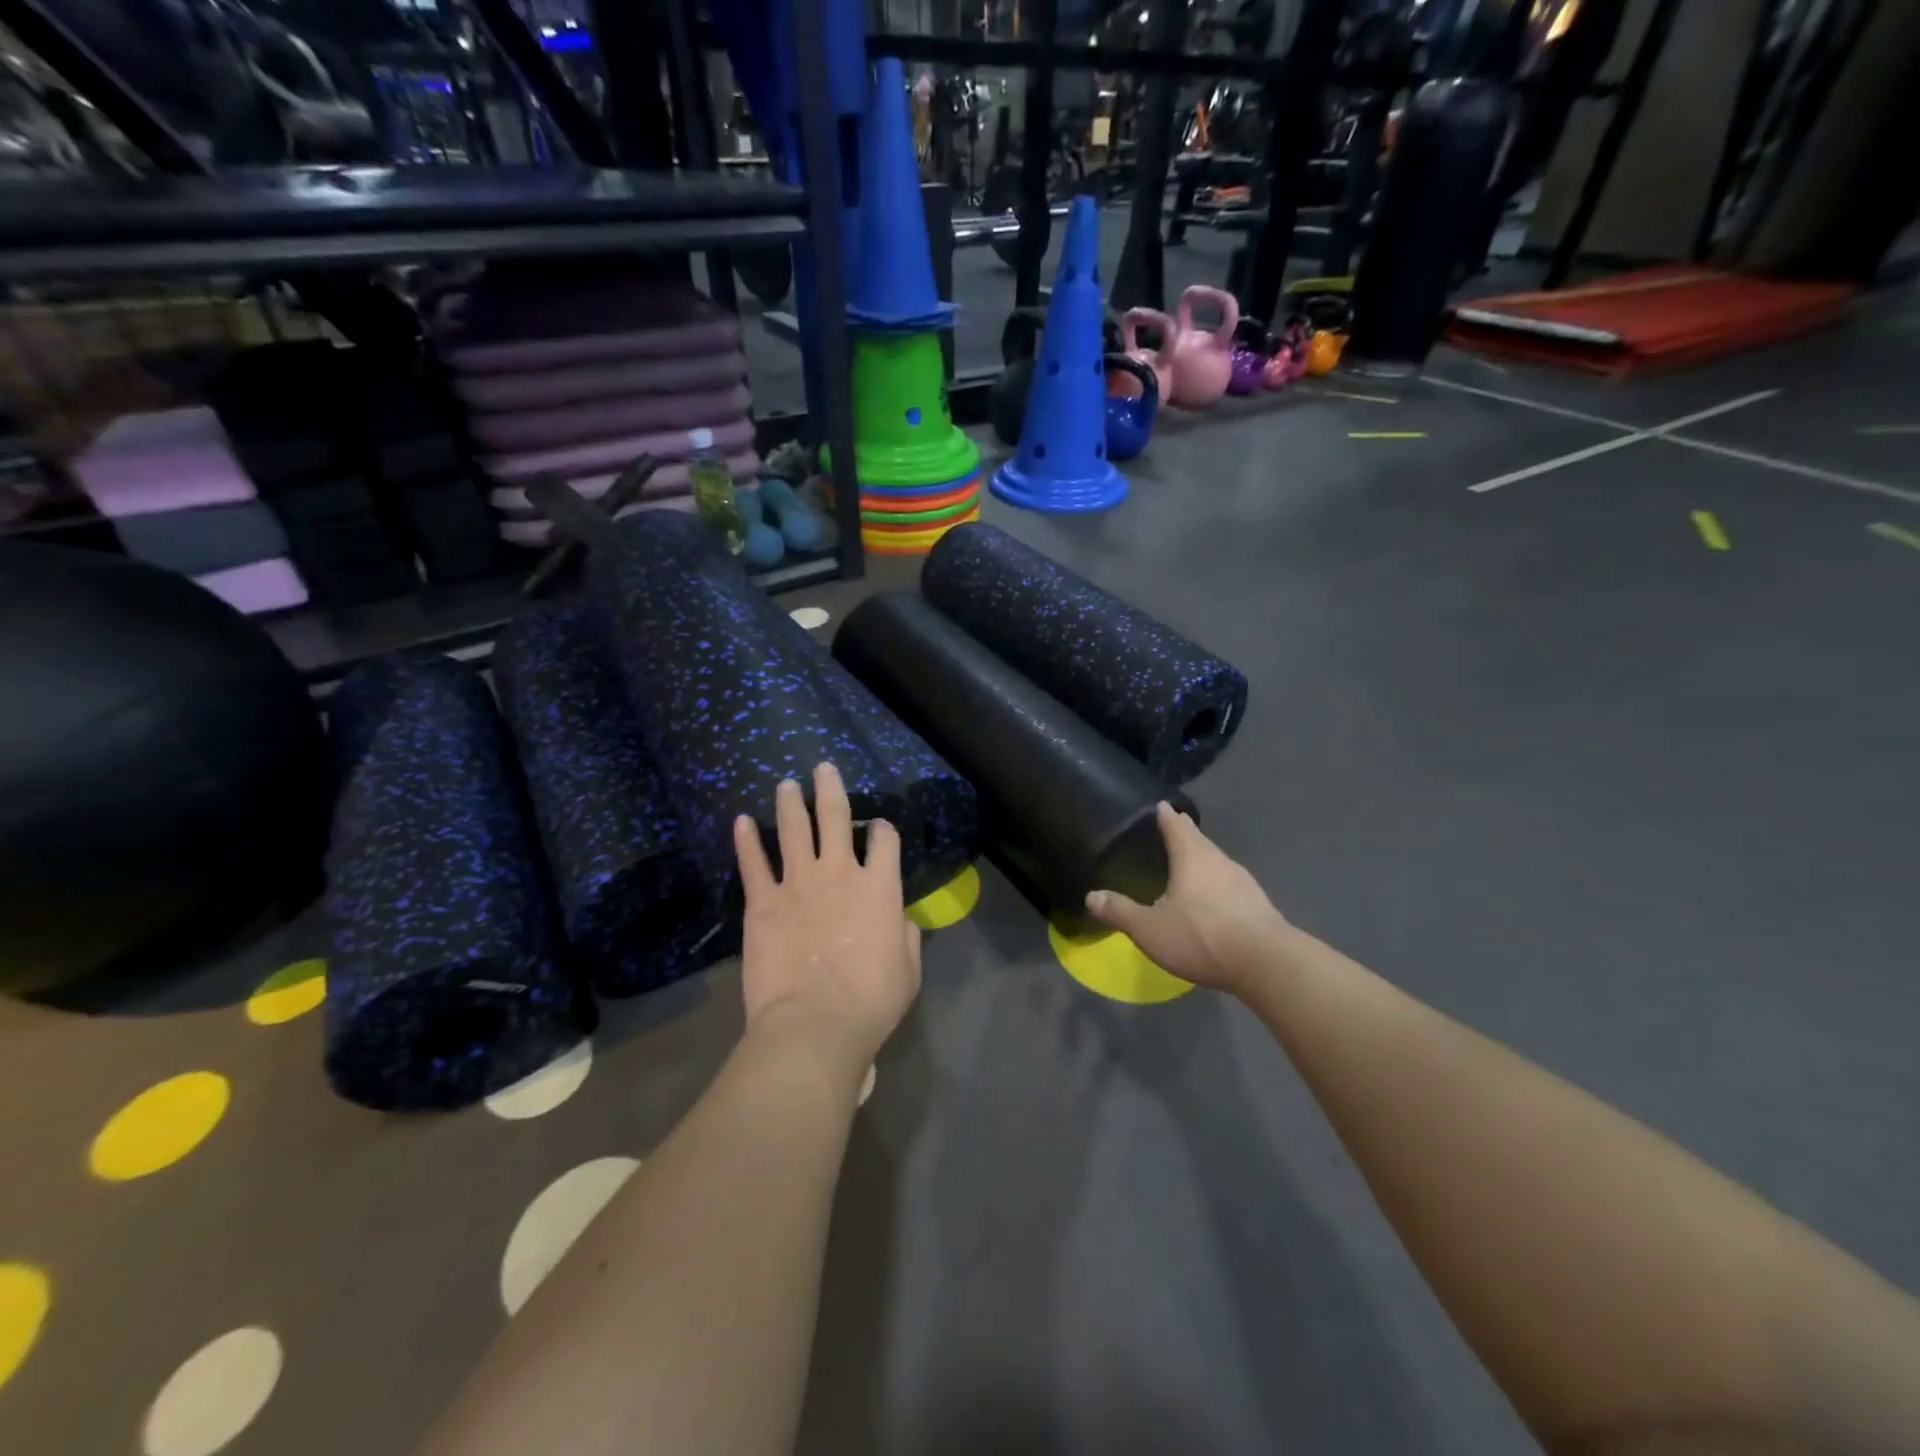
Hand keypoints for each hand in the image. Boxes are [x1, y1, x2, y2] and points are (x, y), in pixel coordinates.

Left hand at [734, 763, 922, 1079]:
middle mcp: (839, 872)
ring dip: (790, 803)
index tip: (878, 830)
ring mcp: (797, 883)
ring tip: (786, 784)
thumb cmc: (870, 1001)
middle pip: (835, 817)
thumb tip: (899, 918)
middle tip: (823, 768)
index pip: (884, 839)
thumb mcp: (907, 970)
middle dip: (831, 789)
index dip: (883, 829)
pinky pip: (753, 863)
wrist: (814, 1024)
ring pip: (793, 829)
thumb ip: (904, 935)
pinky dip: (746, 840)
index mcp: (879, 887)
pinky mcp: (762, 902)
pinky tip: (741, 821)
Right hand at [1084, 802, 1289, 995]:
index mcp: (1193, 857)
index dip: (1166, 816)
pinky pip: (1231, 886)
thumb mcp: (1150, 929)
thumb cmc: (1201, 936)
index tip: (1162, 805)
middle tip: (1172, 830)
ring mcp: (1244, 883)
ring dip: (1203, 862)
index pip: (1176, 826)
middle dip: (1186, 836)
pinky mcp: (1258, 906)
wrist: (1266, 964)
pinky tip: (1212, 901)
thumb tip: (1091, 896)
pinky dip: (1217, 886)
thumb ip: (1120, 912)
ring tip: (1189, 866)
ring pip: (1217, 863)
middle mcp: (1220, 861)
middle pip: (1200, 841)